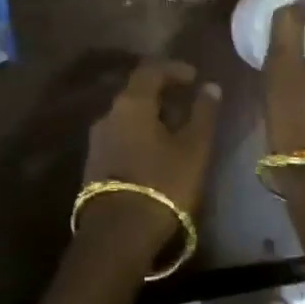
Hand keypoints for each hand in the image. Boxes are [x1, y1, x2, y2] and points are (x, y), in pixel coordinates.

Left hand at [79, 59, 220, 259]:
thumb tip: (210, 87)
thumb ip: (203, 113)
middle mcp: (108, 114)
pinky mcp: (94, 164)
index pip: (151, 70)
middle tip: (187, 102)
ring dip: (150, 115)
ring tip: (175, 129)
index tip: (194, 77)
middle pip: (136, 92)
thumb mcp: (193, 148)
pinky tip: (155, 151)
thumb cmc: (162, 182)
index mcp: (131, 103)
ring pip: (127, 116)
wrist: (117, 234)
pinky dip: (139, 134)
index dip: (174, 69)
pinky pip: (120, 136)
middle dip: (162, 93)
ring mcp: (97, 140)